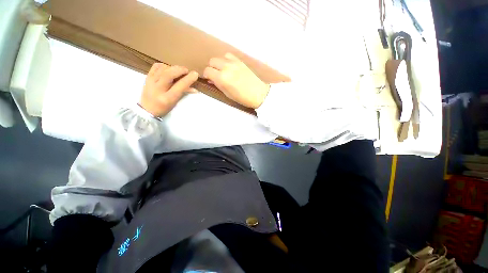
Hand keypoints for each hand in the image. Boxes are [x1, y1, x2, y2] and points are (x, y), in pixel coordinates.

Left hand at [140, 63, 198, 116]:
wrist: (146, 109)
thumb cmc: (164, 108)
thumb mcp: (175, 102)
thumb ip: (184, 93)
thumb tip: (195, 88)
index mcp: (167, 98)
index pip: (179, 86)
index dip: (188, 79)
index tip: (195, 74)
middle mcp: (158, 89)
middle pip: (169, 74)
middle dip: (180, 70)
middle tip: (186, 70)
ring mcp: (151, 82)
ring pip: (163, 69)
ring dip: (173, 68)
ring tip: (178, 71)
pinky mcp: (147, 77)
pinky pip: (156, 66)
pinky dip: (164, 65)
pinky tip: (168, 69)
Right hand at [203, 53, 268, 108]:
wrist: (259, 94)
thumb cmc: (243, 98)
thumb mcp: (228, 94)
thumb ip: (218, 85)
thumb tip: (211, 79)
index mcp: (222, 78)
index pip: (207, 71)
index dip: (207, 75)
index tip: (209, 79)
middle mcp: (226, 67)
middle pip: (212, 61)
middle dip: (212, 68)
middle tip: (216, 75)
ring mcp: (234, 63)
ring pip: (220, 57)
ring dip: (219, 63)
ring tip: (223, 71)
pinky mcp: (240, 61)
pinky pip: (229, 56)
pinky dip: (226, 60)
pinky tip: (230, 67)